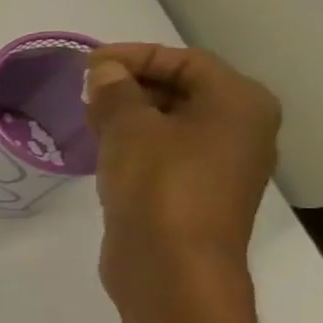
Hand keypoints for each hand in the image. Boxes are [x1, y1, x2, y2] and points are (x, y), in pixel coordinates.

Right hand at [85, 44, 280, 309]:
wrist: (172, 266)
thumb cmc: (159, 186)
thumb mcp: (130, 129)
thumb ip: (115, 92)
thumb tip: (106, 71)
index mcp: (238, 103)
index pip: (184, 61)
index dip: (134, 56)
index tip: (86, 64)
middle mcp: (240, 128)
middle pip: (182, 89)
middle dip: (130, 85)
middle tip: (83, 91)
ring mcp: (219, 164)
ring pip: (171, 123)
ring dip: (129, 115)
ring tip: (86, 118)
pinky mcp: (194, 192)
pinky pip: (165, 153)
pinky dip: (134, 144)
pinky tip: (101, 151)